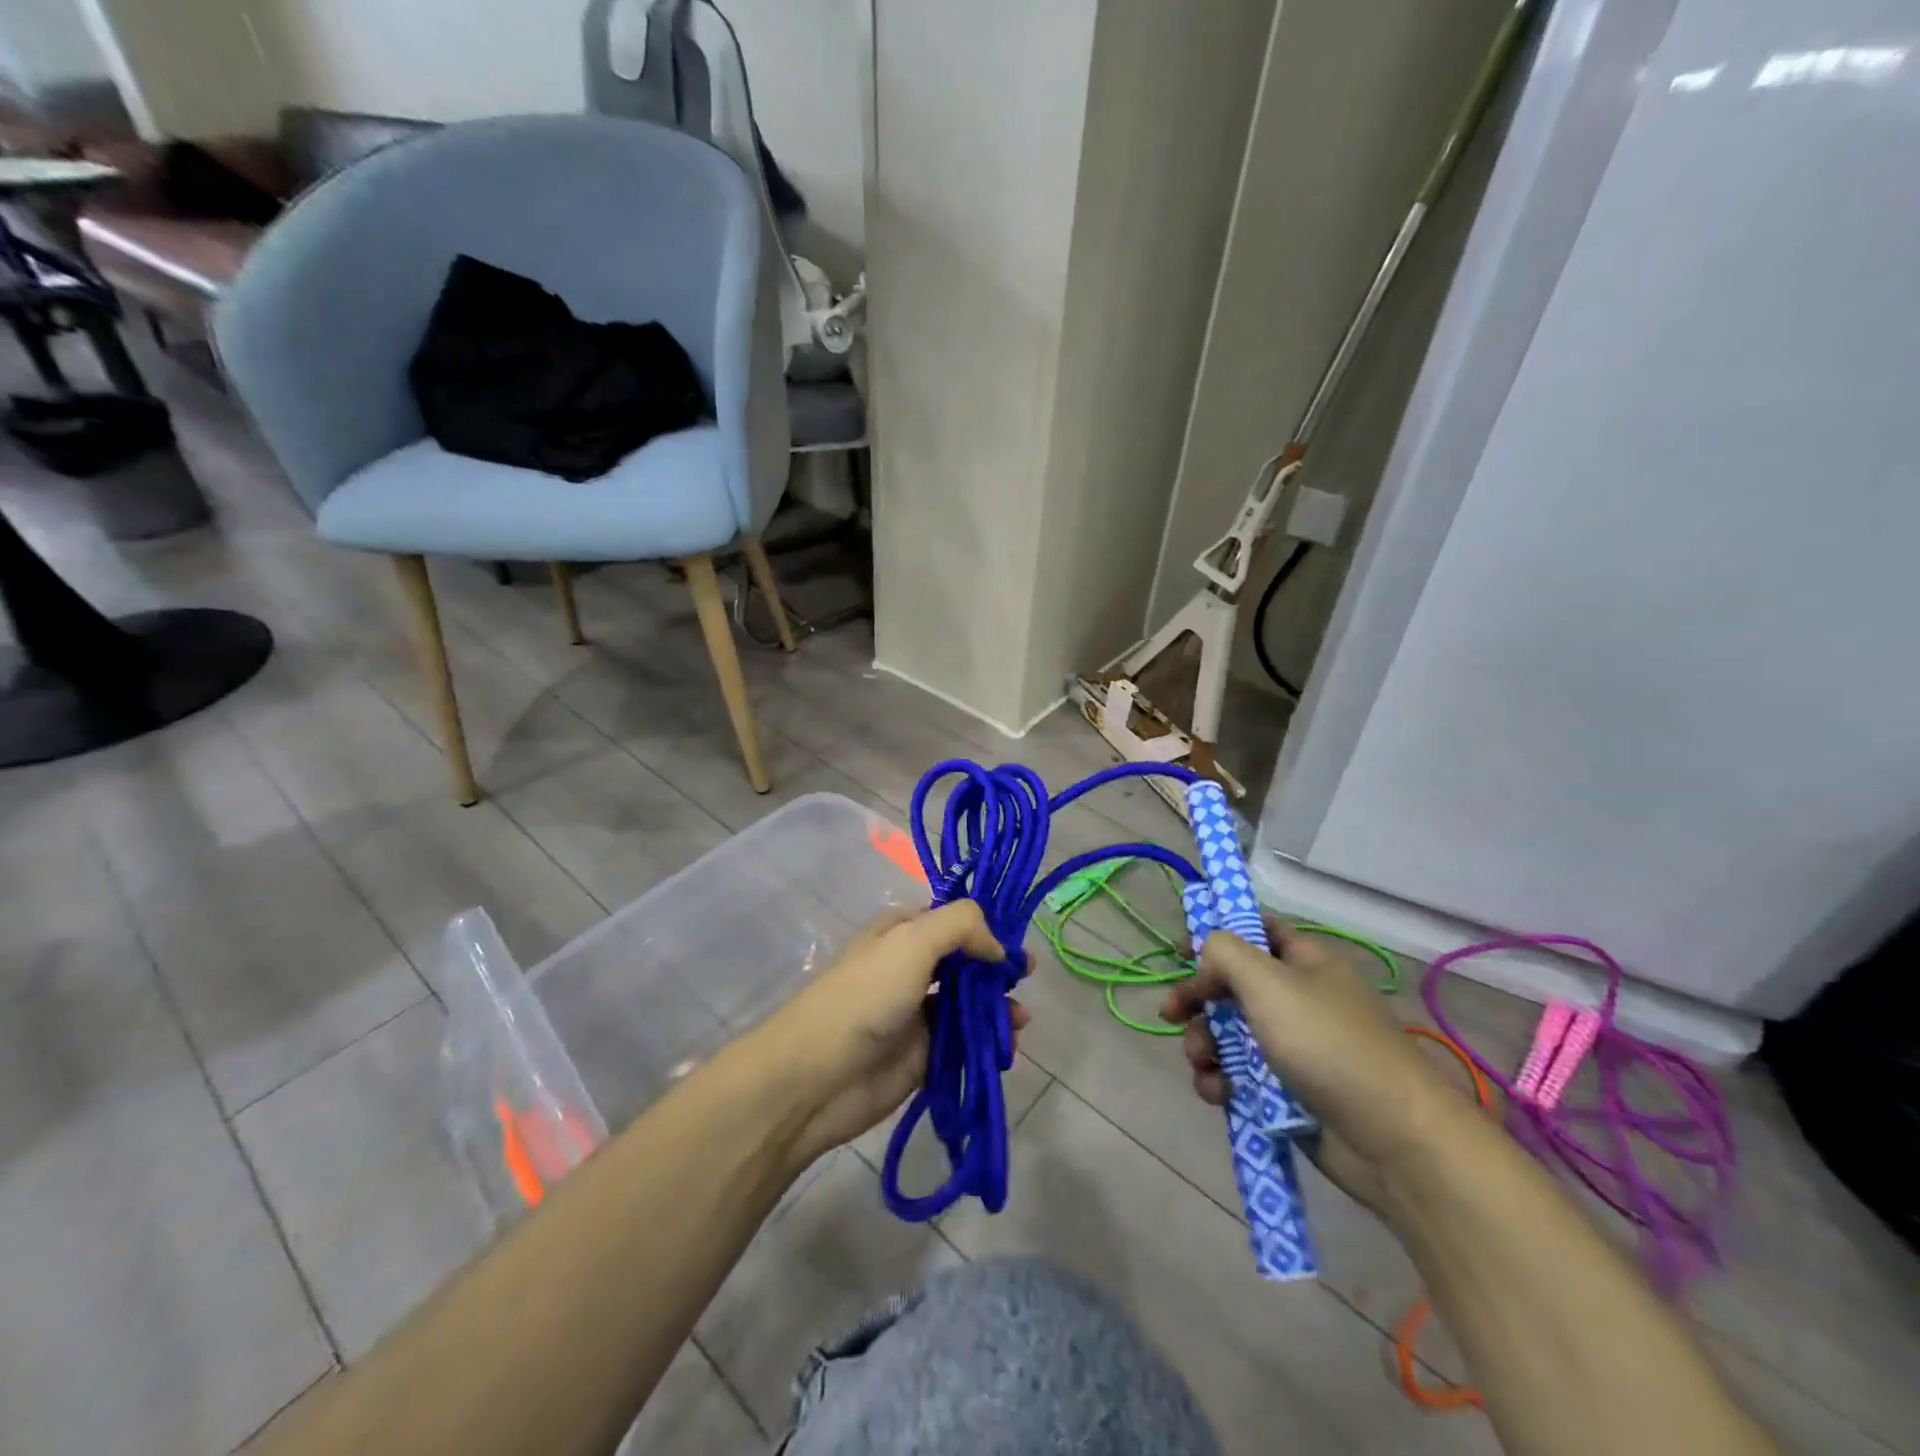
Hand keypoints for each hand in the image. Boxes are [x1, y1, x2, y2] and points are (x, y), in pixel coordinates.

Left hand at [759, 903, 1027, 1164]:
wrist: (818, 1075)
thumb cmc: (866, 995)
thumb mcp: (912, 940)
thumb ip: (961, 926)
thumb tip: (997, 948)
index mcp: (902, 933)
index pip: (953, 921)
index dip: (986, 927)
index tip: (1016, 942)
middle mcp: (911, 968)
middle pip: (965, 962)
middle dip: (997, 968)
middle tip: (1027, 977)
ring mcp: (917, 1013)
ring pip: (969, 1004)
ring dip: (998, 1007)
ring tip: (1021, 1020)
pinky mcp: (923, 1056)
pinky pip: (965, 1043)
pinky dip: (988, 1043)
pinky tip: (1008, 1047)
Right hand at [1161, 918, 1465, 1210]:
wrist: (1392, 1140)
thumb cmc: (1327, 1044)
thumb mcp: (1268, 981)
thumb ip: (1224, 954)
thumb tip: (1205, 962)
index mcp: (1305, 962)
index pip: (1257, 930)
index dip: (1218, 935)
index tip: (1180, 952)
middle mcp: (1300, 999)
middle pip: (1233, 986)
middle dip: (1198, 1000)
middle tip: (1171, 1015)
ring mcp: (1295, 1049)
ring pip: (1230, 1034)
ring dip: (1204, 1044)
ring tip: (1201, 1063)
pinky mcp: (1288, 1093)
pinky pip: (1241, 1077)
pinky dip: (1221, 1081)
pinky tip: (1216, 1093)